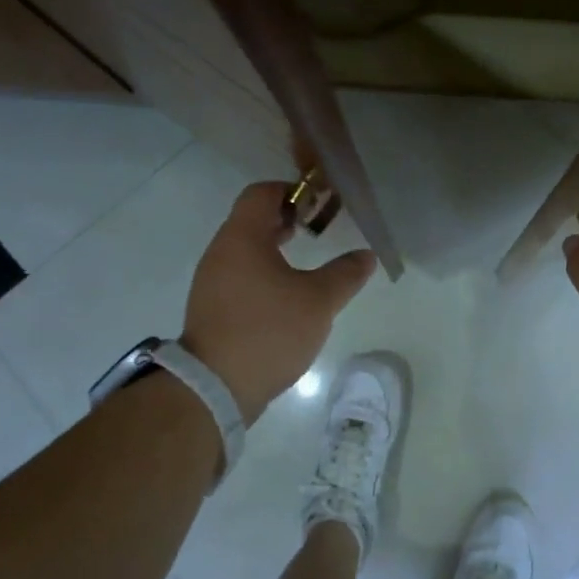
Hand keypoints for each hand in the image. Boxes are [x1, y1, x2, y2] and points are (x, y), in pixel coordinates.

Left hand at [182, 182, 376, 424]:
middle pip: (252, 219)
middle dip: (287, 220)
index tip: (320, 206)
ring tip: (307, 266)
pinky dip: (263, 273)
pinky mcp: (212, 307)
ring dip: (275, 248)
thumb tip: (367, 255)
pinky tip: (286, 297)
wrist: (215, 387)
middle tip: (319, 231)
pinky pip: (239, 275)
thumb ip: (345, 274)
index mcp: (242, 238)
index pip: (262, 193)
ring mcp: (212, 281)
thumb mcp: (319, 301)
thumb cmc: (268, 331)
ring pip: (245, 249)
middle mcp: (221, 252)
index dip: (292, 191)